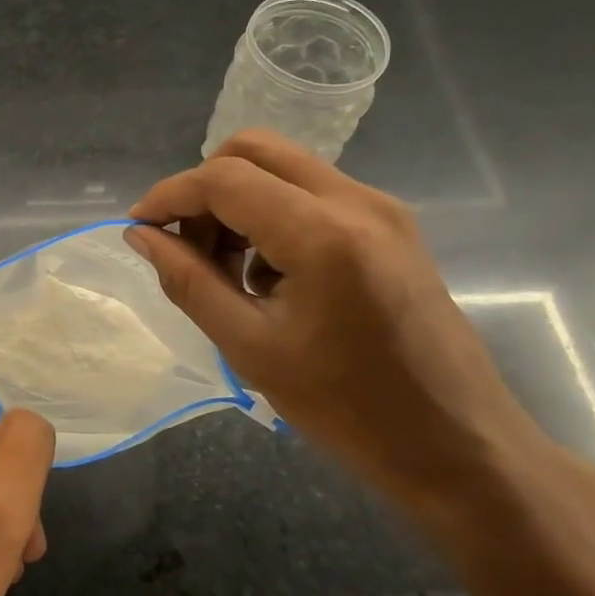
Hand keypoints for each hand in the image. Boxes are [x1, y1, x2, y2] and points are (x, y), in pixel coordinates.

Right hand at [126, 130, 554, 513]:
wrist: (457, 444)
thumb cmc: (347, 409)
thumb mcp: (251, 347)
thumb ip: (188, 282)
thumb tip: (141, 236)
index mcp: (322, 233)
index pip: (224, 179)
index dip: (169, 195)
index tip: (137, 228)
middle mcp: (356, 200)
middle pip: (254, 151)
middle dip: (204, 189)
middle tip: (183, 246)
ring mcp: (381, 208)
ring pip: (283, 169)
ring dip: (238, 203)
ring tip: (225, 272)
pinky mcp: (392, 226)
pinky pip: (313, 194)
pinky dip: (272, 217)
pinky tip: (269, 278)